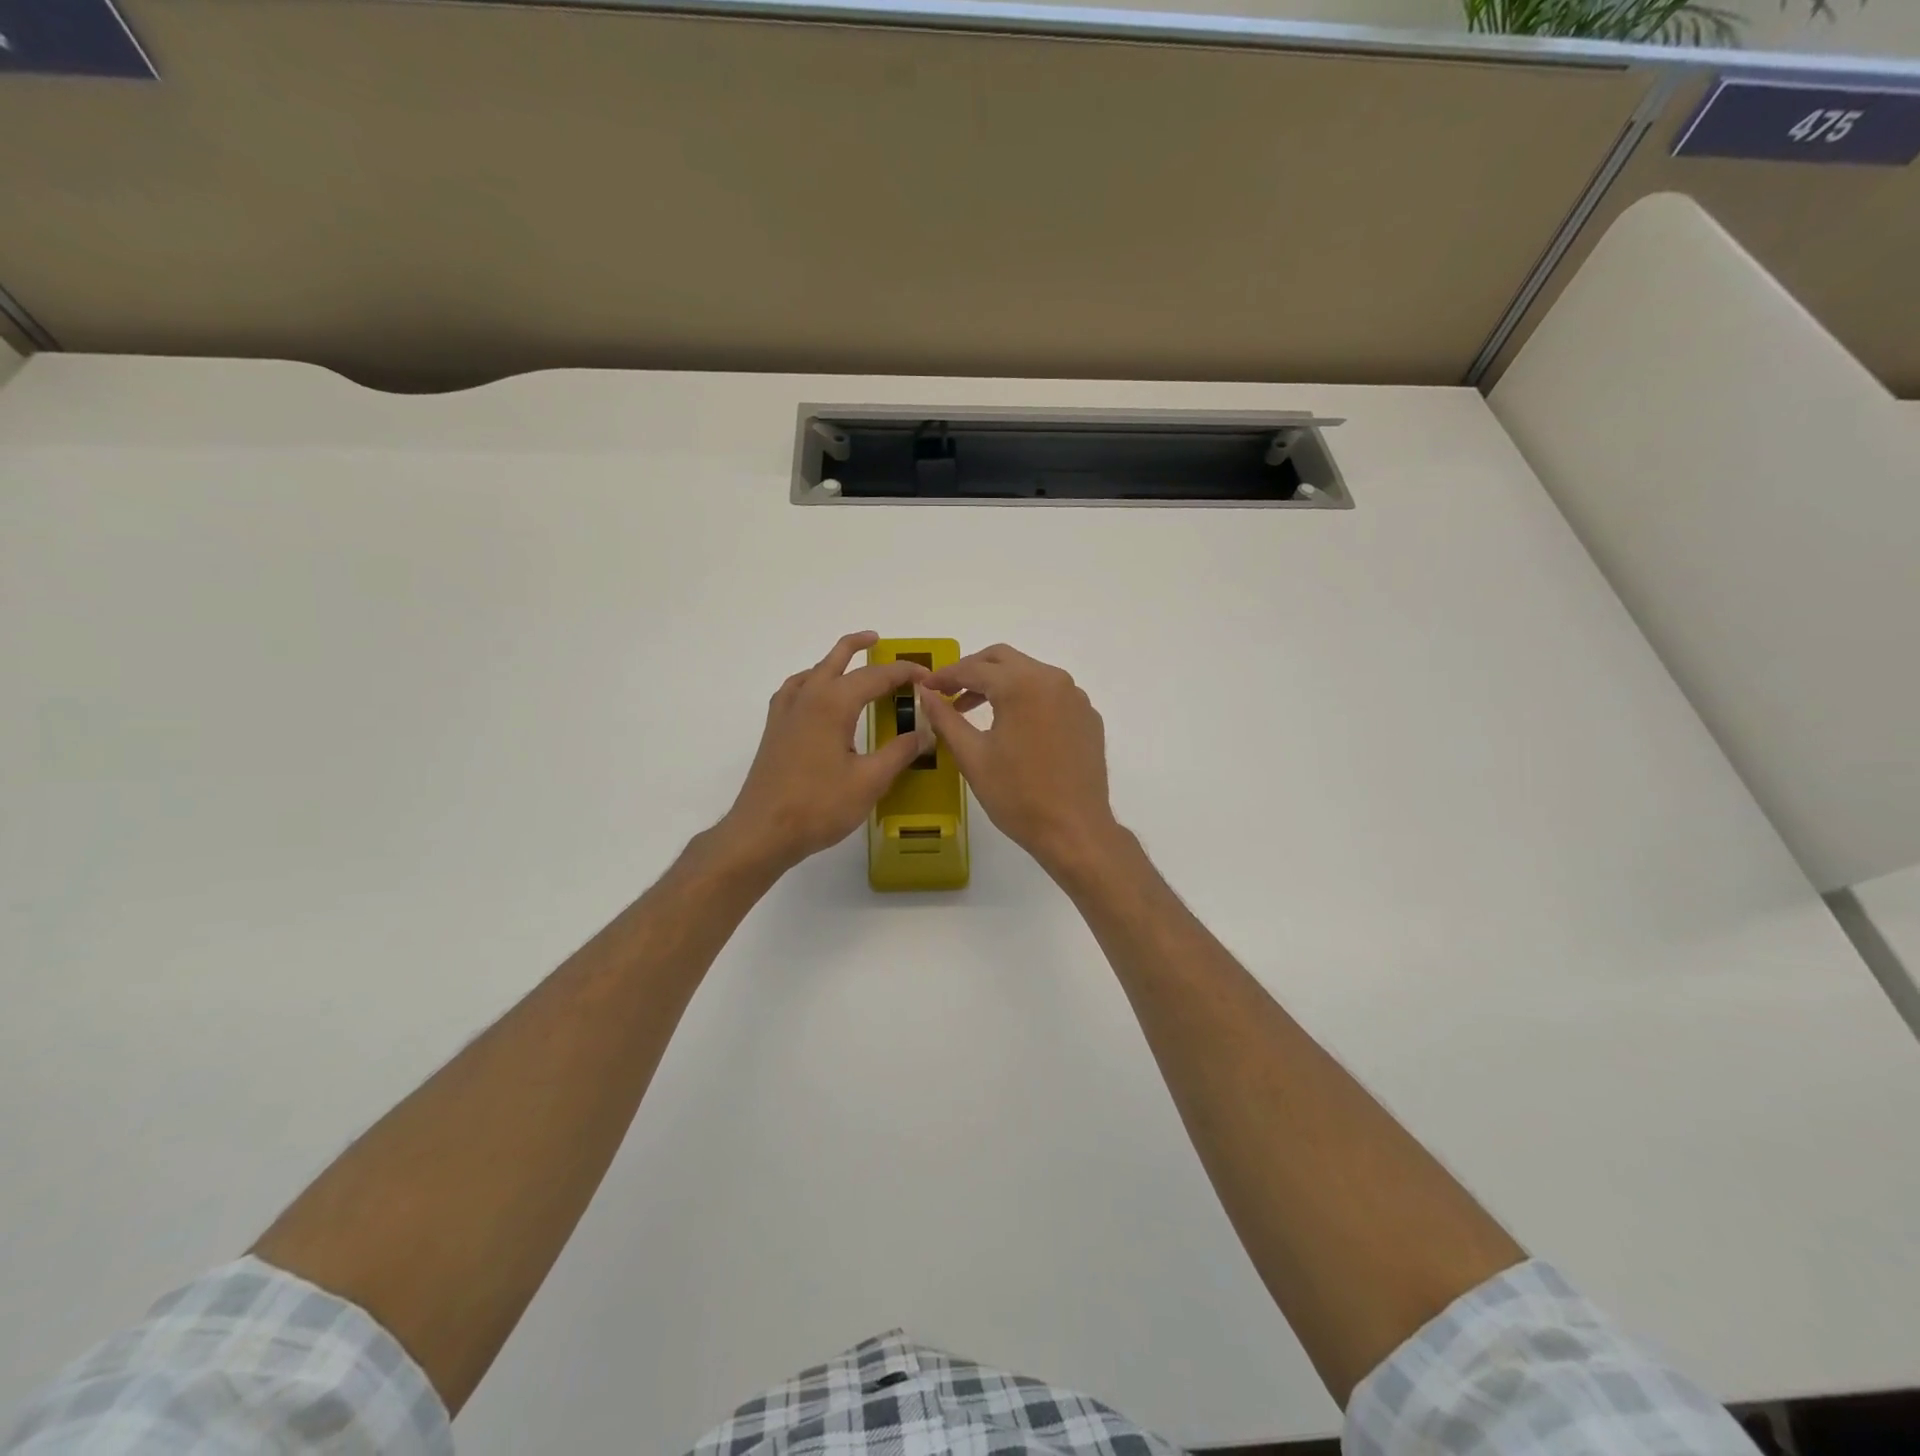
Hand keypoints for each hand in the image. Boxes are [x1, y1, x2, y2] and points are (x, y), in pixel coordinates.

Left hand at [717, 632, 931, 875]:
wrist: (763, 831)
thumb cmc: (819, 805)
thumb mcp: (870, 781)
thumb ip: (900, 752)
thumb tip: (926, 732)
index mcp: (833, 703)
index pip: (876, 676)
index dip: (904, 672)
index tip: (928, 677)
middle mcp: (807, 697)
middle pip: (836, 659)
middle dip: (859, 646)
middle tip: (879, 640)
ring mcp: (786, 712)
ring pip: (813, 671)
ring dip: (834, 661)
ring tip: (851, 663)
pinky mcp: (775, 730)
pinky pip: (796, 690)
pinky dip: (812, 681)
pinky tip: (818, 698)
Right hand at [916, 644, 1122, 877]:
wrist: (1075, 830)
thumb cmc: (1017, 795)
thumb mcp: (972, 756)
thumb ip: (945, 718)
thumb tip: (925, 693)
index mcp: (1021, 685)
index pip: (974, 669)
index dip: (945, 676)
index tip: (925, 687)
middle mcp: (1052, 679)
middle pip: (1004, 659)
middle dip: (972, 670)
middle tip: (948, 691)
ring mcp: (1075, 697)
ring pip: (1029, 673)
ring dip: (1000, 683)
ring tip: (973, 709)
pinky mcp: (1088, 716)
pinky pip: (1051, 694)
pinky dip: (1026, 698)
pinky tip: (1013, 725)